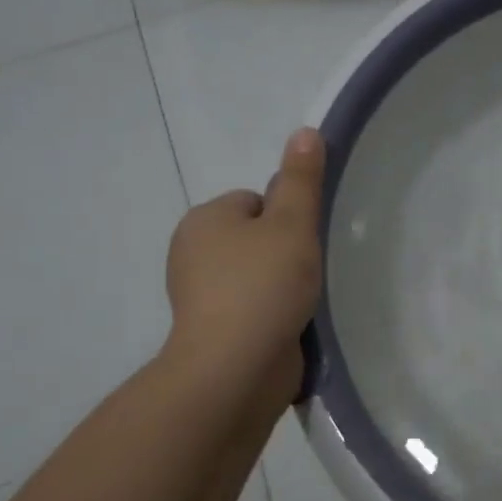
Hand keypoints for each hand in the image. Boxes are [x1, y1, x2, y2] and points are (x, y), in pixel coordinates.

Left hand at [161, 129, 325, 419]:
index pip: (257, 201)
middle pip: (258, 237)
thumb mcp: (292, 224)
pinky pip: (253, 307)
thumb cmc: (263, 286)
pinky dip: (273, 313)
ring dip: (283, 284)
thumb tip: (306, 131)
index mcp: (205, 220)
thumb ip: (301, 179)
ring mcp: (200, 296)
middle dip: (286, 252)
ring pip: (258, 274)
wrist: (235, 369)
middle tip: (308, 272)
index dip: (288, 218)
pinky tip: (291, 324)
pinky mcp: (214, 331)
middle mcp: (193, 253)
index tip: (303, 243)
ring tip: (303, 300)